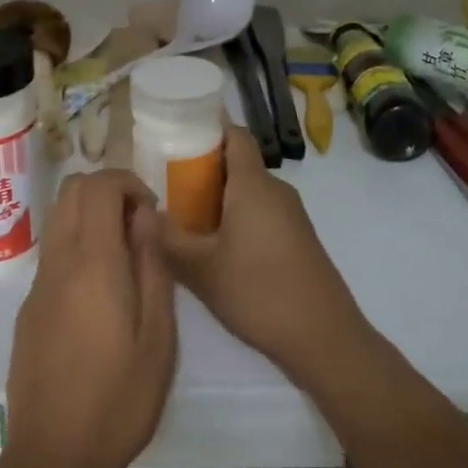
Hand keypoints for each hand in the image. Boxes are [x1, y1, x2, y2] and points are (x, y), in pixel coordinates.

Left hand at [3, 169, 176, 467]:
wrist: (52, 459)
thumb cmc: (119, 400)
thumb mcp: (158, 336)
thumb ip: (153, 265)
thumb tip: (145, 216)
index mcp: (93, 263)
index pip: (98, 185)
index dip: (127, 182)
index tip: (151, 211)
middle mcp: (59, 261)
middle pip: (71, 189)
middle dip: (107, 190)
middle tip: (138, 225)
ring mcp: (38, 284)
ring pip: (58, 217)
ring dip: (89, 215)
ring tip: (123, 256)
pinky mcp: (28, 307)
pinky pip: (52, 251)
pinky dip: (77, 244)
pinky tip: (100, 292)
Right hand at [157, 126, 373, 387]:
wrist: (324, 337)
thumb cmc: (259, 292)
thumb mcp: (201, 269)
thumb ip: (168, 238)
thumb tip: (144, 214)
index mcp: (253, 184)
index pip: (235, 134)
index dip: (209, 129)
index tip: (178, 138)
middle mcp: (276, 190)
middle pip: (239, 164)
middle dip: (204, 171)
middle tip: (169, 187)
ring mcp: (292, 215)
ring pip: (250, 192)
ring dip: (220, 200)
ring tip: (185, 221)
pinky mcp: (299, 240)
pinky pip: (262, 214)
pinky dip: (238, 220)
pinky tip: (217, 251)